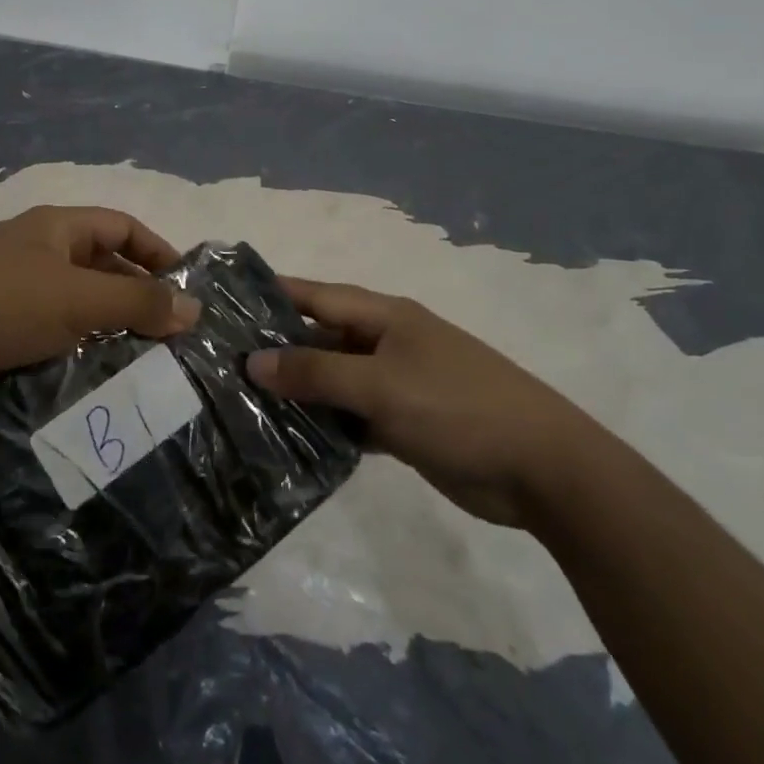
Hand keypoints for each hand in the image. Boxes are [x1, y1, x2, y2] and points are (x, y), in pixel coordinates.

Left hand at [0, 206, 201, 415]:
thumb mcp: (77, 299)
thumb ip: (137, 303)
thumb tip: (194, 309)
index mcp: (56, 228)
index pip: (122, 226)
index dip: (158, 251)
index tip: (187, 289)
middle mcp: (39, 253)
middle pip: (103, 267)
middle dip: (138, 297)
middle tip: (173, 337)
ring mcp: (18, 293)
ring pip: (80, 306)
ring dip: (111, 330)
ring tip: (148, 364)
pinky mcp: (2, 331)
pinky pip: (55, 335)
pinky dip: (80, 352)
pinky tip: (101, 381)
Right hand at [249, 279, 603, 528]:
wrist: (541, 468)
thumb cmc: (457, 407)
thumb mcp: (381, 385)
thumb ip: (316, 373)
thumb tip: (254, 362)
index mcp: (385, 317)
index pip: (317, 295)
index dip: (274, 295)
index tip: (227, 300)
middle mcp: (387, 343)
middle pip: (322, 338)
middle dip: (278, 349)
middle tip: (222, 364)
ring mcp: (397, 384)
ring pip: (335, 381)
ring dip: (300, 392)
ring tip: (243, 403)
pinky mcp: (405, 424)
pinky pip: (353, 417)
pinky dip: (327, 426)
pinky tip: (290, 441)